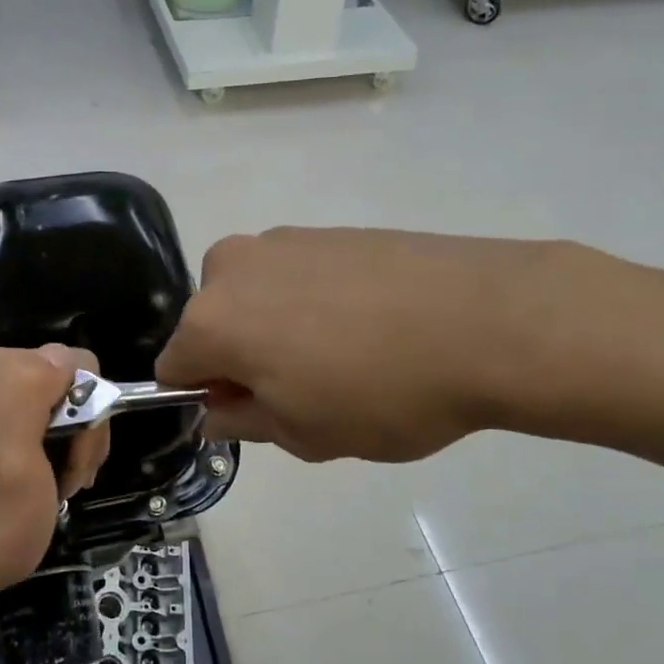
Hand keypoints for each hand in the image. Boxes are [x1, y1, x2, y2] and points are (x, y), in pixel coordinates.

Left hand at [0, 344, 109, 606]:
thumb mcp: (9, 455)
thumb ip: (30, 392)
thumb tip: (66, 358)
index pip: (75, 364)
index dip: (87, 412)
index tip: (72, 460)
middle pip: (73, 384)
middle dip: (82, 432)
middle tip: (69, 479)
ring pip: (69, 406)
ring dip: (76, 448)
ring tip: (59, 487)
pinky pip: (53, 424)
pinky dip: (63, 454)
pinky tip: (51, 484)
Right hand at [155, 228, 581, 461]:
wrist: (488, 319)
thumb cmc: (381, 393)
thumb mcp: (304, 434)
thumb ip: (243, 421)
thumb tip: (216, 411)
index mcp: (211, 321)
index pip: (174, 368)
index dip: (208, 400)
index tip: (253, 416)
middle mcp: (232, 267)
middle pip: (213, 325)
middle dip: (241, 358)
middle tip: (304, 389)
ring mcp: (283, 240)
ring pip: (255, 297)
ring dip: (277, 327)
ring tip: (345, 355)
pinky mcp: (329, 229)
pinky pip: (296, 275)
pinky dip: (313, 301)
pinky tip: (368, 324)